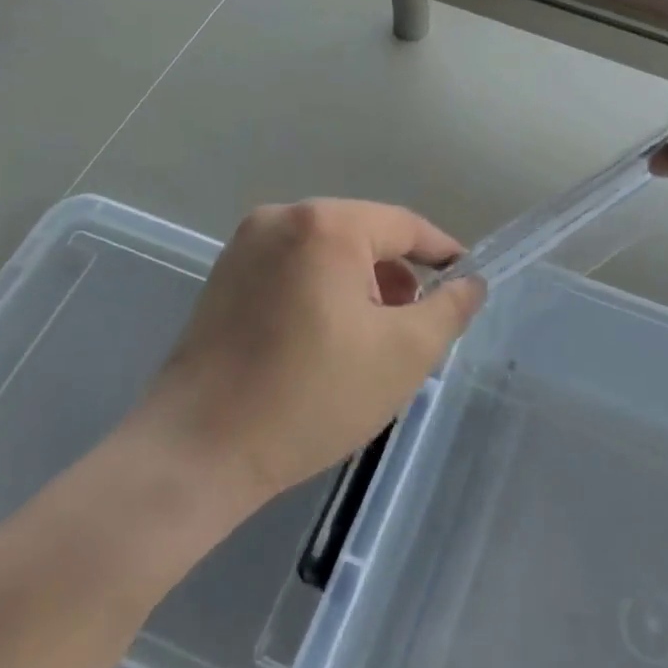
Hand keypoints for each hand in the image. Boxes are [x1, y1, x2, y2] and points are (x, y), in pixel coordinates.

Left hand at [132, 200, 483, 505]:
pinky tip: (326, 339)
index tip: (466, 280)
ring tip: (372, 338)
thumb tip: (470, 282)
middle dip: (396, 276)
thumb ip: (448, 309)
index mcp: (326, 224)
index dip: (441, 253)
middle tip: (415, 325)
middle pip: (363, 235)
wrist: (197, 450)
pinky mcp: (224, 274)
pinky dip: (321, 291)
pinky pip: (293, 267)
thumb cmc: (311, 396)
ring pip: (327, 252)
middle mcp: (282, 217)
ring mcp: (246, 244)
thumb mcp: (402, 354)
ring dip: (359, 285)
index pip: (404, 225)